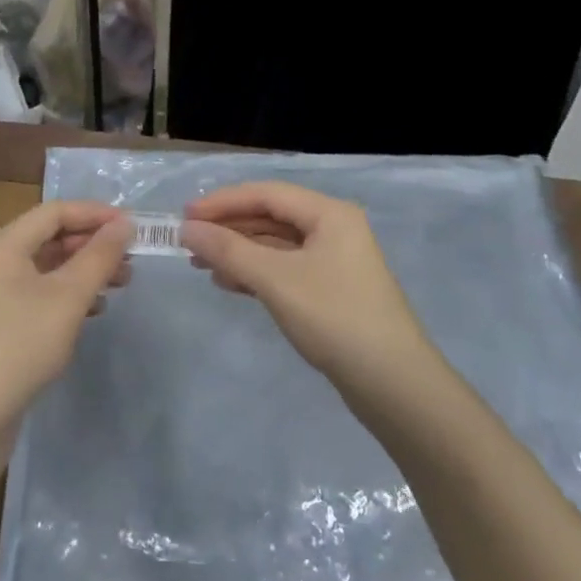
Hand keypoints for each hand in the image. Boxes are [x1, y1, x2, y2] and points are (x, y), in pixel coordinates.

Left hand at [0, 202, 132, 425]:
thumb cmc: (18, 346)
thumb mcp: (67, 297)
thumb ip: (99, 257)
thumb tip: (124, 223)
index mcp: (4, 245)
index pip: (55, 212)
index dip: (95, 214)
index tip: (132, 227)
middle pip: (50, 238)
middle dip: (92, 245)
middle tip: (130, 260)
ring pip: (47, 270)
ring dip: (84, 272)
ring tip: (121, 284)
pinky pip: (39, 296)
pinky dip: (68, 297)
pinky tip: (92, 312)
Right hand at [181, 182, 434, 390]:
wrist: (396, 387)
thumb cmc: (336, 319)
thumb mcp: (276, 280)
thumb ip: (230, 251)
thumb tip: (188, 229)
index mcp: (328, 213)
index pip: (266, 193)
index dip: (223, 202)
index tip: (185, 216)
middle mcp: (334, 228)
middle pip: (271, 216)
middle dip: (229, 227)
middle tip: (188, 242)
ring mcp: (335, 260)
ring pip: (276, 244)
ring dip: (239, 251)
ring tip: (201, 264)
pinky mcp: (332, 290)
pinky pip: (286, 268)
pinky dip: (257, 272)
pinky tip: (230, 283)